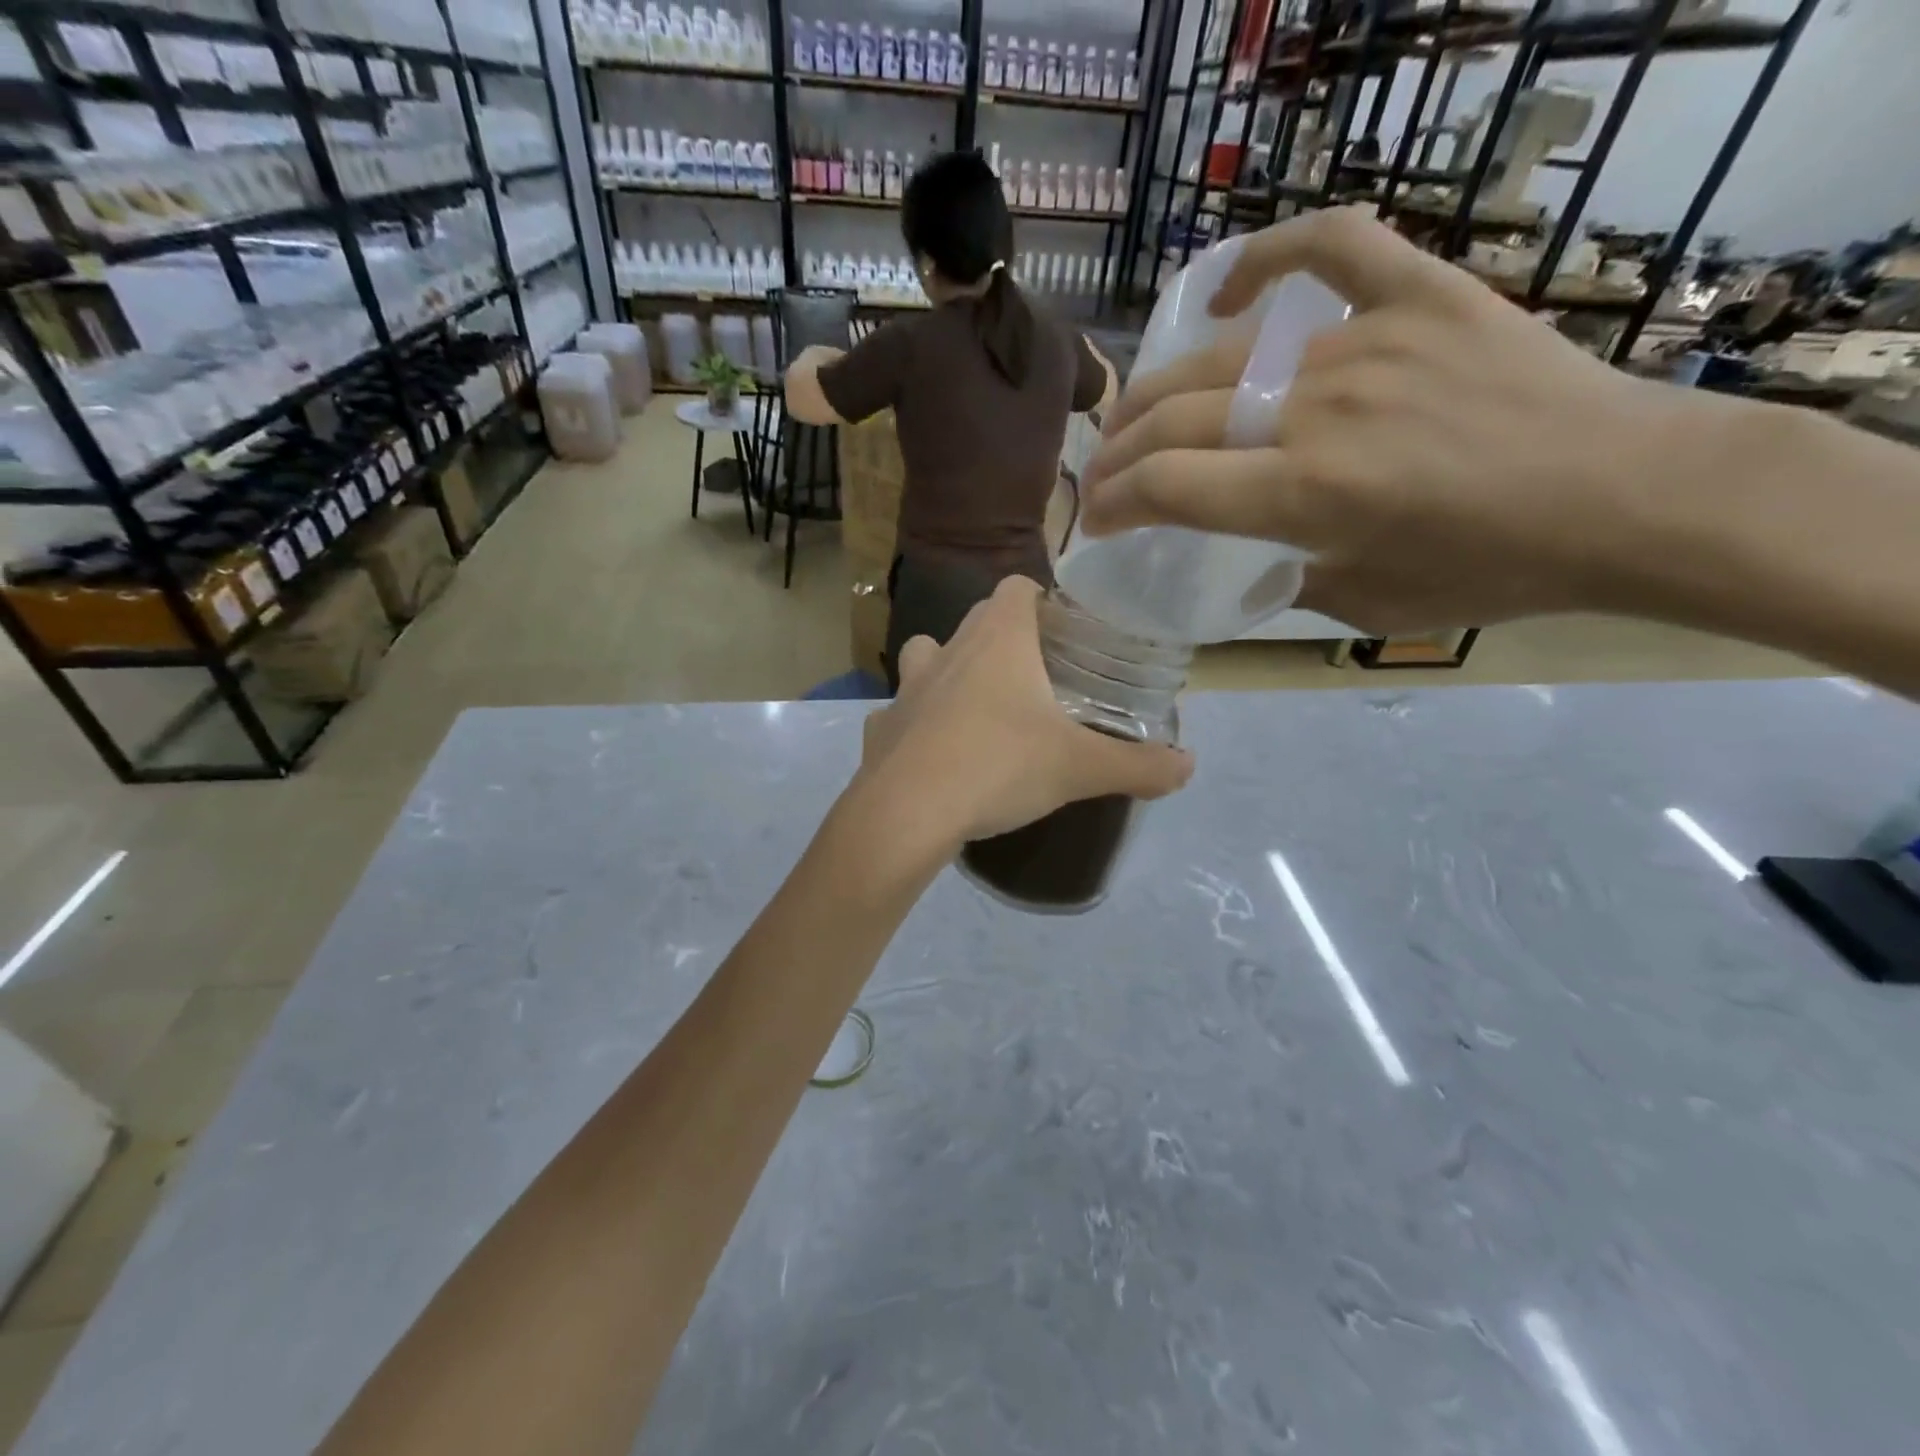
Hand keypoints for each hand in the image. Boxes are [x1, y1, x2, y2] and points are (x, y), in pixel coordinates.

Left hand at [855, 577, 1192, 847]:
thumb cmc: (999, 768)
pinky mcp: (879, 728)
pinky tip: (935, 756)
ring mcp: (906, 688)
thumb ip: (1138, 765)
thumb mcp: (1079, 767)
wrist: (907, 815)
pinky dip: (917, 725)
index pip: (1016, 586)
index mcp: (997, 640)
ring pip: (927, 657)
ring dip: (950, 672)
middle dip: (1003, 639)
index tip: (1063, 631)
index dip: (1041, 599)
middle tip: (1036, 679)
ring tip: (979, 710)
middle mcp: (947, 651)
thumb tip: (1189, 767)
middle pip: (976, 621)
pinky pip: (901, 713)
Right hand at [1079, 207, 1713, 632]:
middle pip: (1174, 419)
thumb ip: (1284, 578)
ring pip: (1225, 358)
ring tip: (1139, 416)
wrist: (1629, 496)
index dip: (1112, 504)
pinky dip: (1267, 259)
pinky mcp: (1421, 296)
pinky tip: (1228, 297)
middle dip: (1117, 455)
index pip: (1165, 488)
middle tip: (1103, 476)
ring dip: (1161, 392)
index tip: (1095, 521)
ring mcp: (1368, 341)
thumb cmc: (1493, 570)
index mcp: (1304, 495)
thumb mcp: (1365, 606)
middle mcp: (1318, 411)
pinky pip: (1331, 248)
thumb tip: (1242, 557)